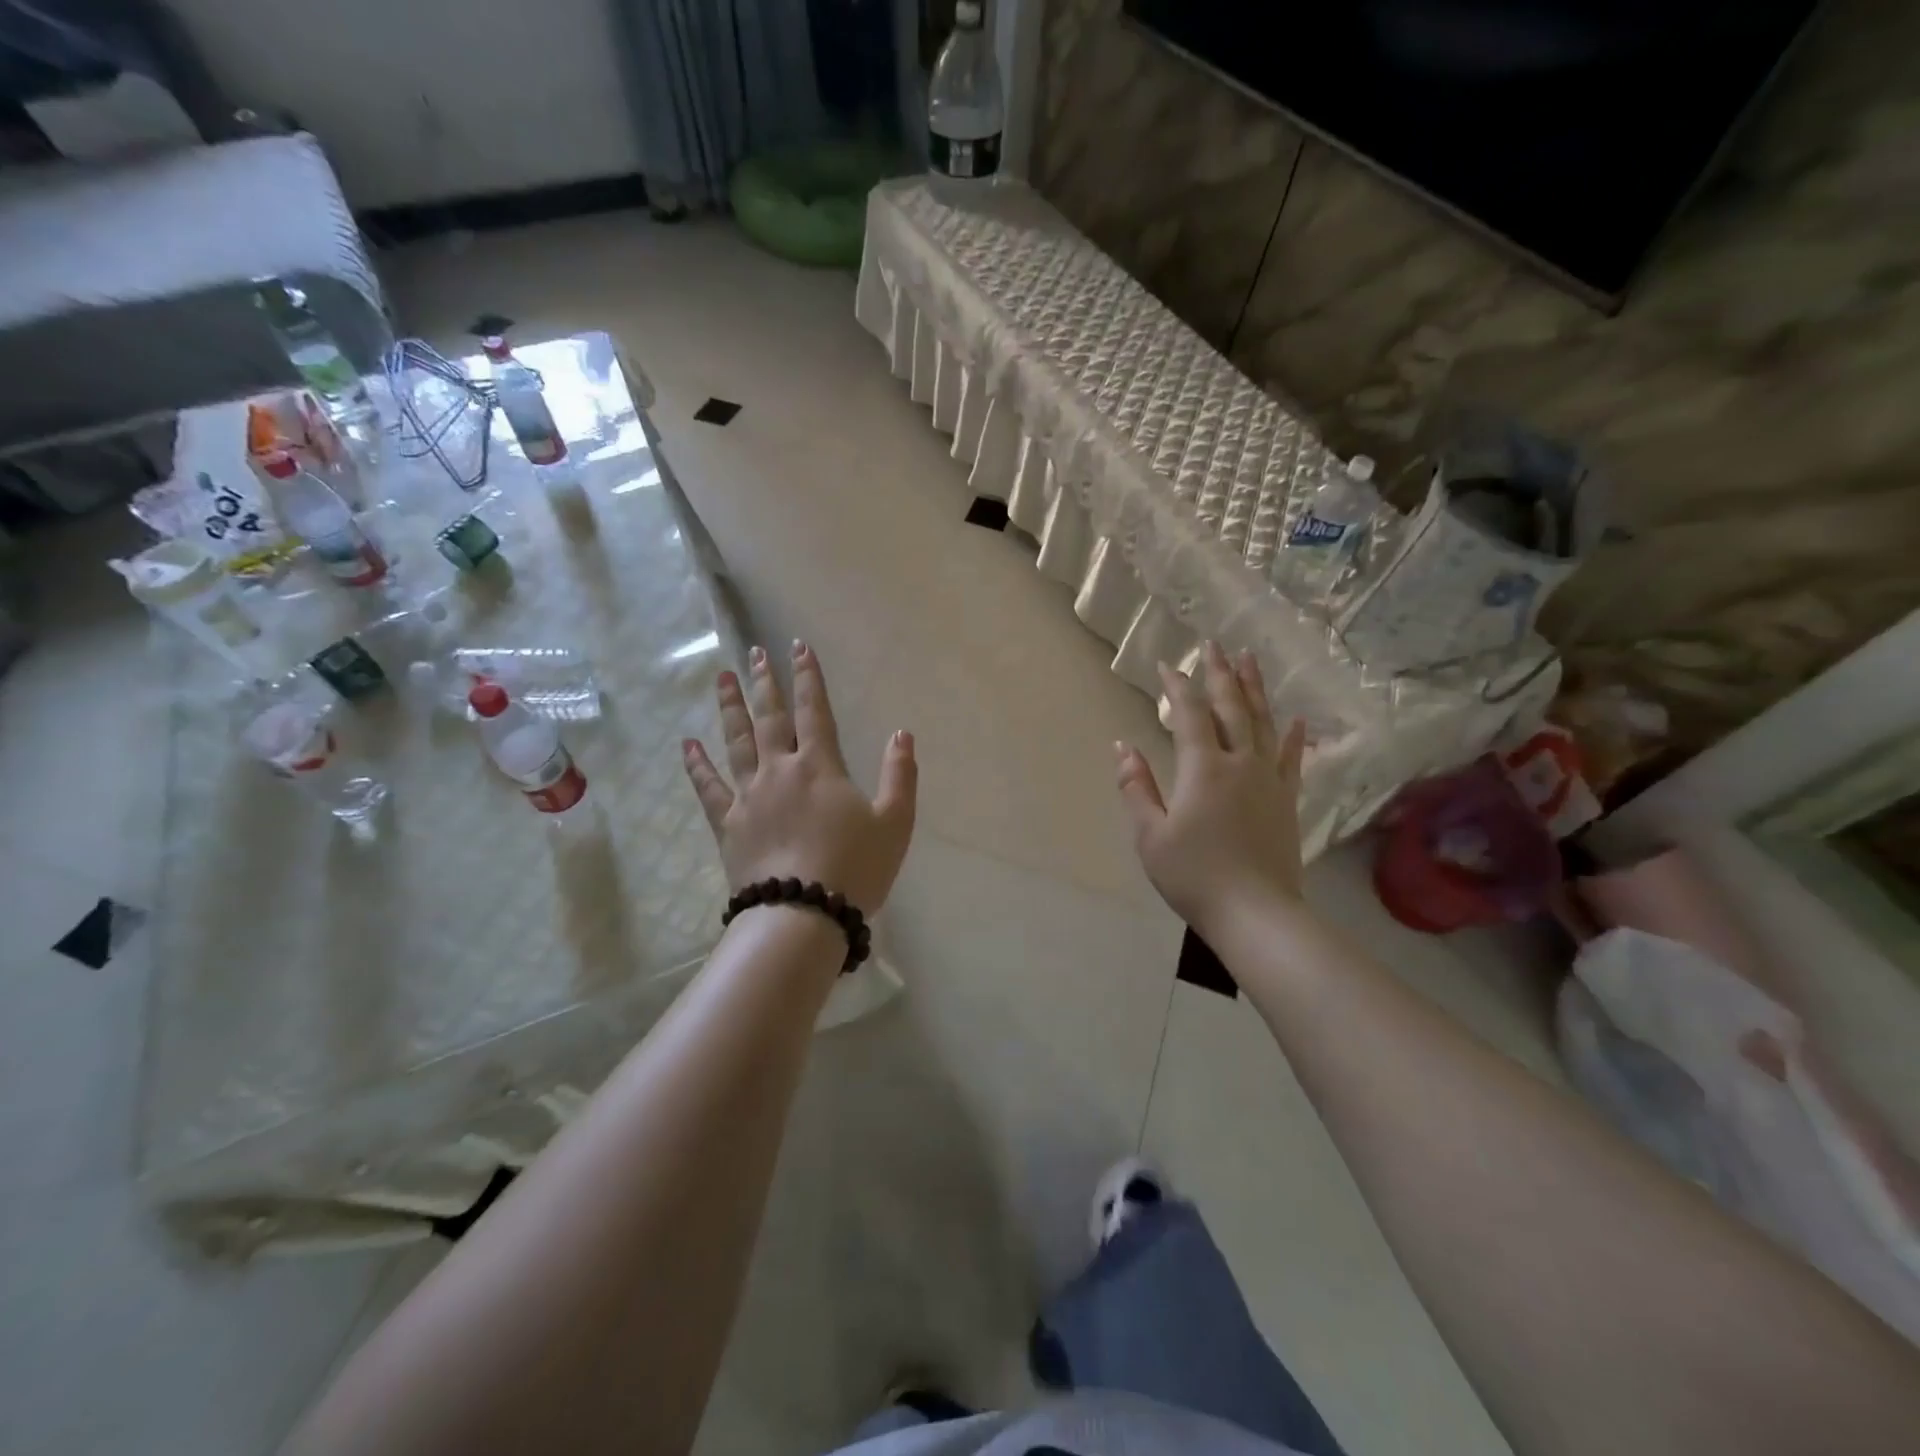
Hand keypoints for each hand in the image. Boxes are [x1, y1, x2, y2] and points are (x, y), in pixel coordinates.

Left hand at [682, 641, 915, 915]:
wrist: (802, 914)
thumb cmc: (854, 868)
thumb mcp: (895, 823)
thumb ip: (899, 775)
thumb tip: (902, 734)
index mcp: (820, 767)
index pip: (815, 711)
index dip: (808, 677)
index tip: (798, 647)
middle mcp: (780, 770)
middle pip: (771, 718)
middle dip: (765, 683)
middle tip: (755, 652)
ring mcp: (748, 795)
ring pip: (736, 741)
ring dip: (730, 708)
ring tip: (723, 678)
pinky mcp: (727, 823)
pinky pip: (708, 787)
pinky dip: (696, 765)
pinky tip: (687, 745)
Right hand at [1117, 642, 1306, 934]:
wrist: (1255, 913)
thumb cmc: (1193, 875)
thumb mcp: (1150, 834)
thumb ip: (1136, 787)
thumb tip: (1122, 747)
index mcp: (1202, 769)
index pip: (1190, 714)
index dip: (1178, 686)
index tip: (1167, 664)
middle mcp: (1239, 763)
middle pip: (1231, 707)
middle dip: (1220, 673)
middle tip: (1214, 645)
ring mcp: (1268, 780)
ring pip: (1263, 722)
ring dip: (1255, 689)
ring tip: (1250, 660)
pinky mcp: (1286, 800)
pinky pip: (1290, 758)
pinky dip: (1292, 736)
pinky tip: (1294, 718)